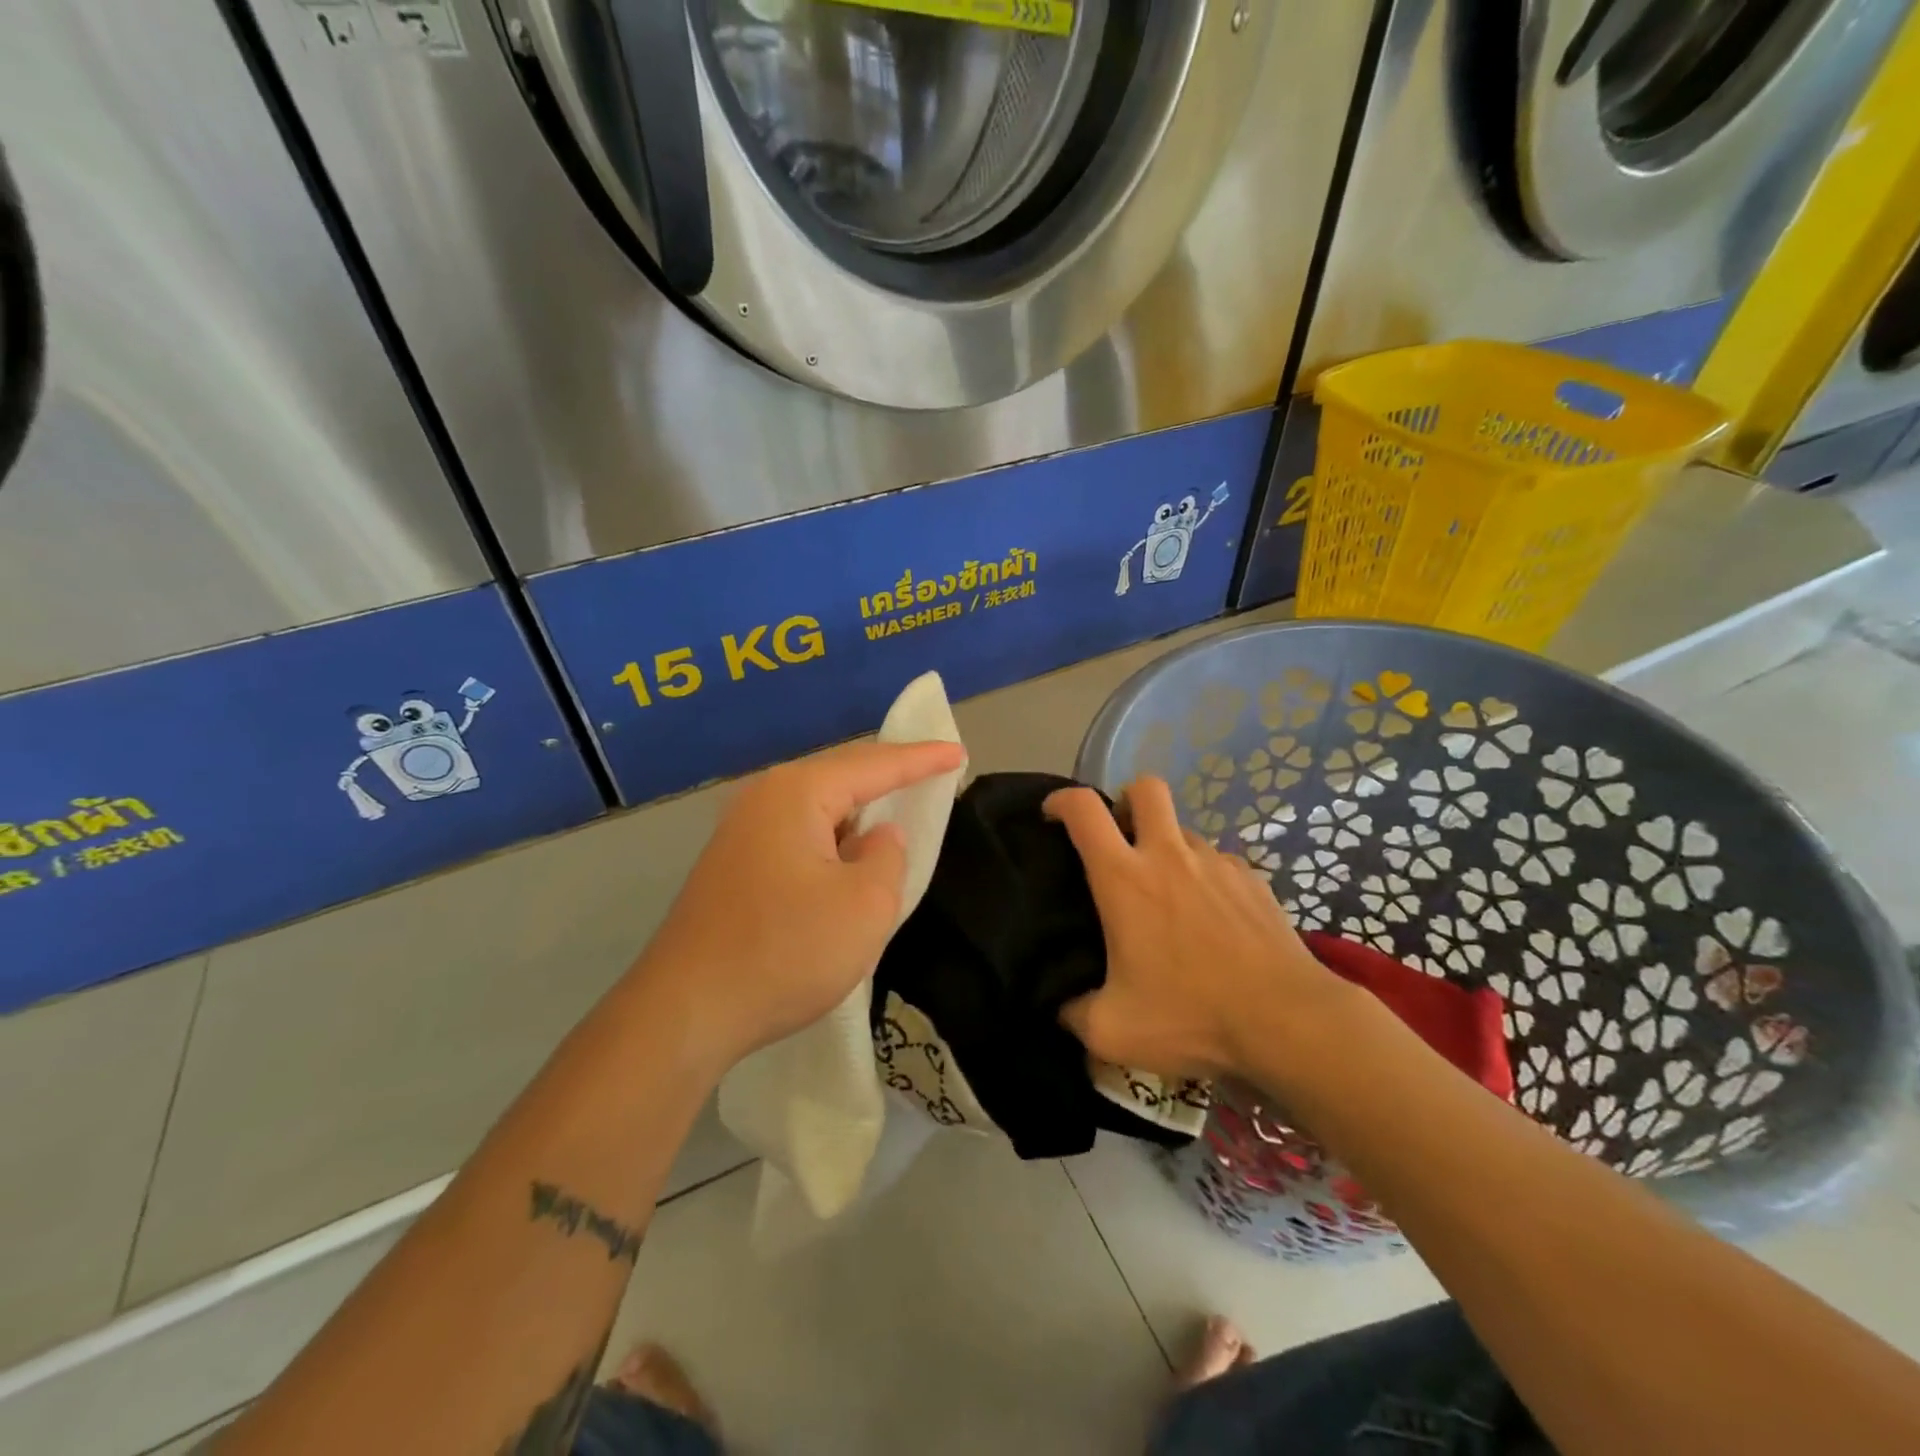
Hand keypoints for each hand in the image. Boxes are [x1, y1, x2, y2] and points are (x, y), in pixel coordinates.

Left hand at [636, 738, 966, 1075]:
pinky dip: (833, 837)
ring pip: (817, 807)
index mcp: (797, 793)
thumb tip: (877, 837)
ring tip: (896, 809)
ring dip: (858, 810)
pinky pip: (798, 833)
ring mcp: (741, 832)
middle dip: (888, 775)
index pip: (874, 764)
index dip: (920, 759)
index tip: (957, 753)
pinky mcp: (733, 865)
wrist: (685, 1012)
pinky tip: (846, 855)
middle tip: (932, 772)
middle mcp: (764, 798)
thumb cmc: (786, 952)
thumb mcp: (865, 906)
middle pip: (841, 775)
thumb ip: (888, 856)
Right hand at [1046, 777, 1354, 1080]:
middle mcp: (1169, 856)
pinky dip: (1205, 878)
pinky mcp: (1254, 879)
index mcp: (1125, 879)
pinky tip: (1212, 920)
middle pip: (1145, 788)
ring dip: (1167, 848)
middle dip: (1126, 800)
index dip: (1061, 801)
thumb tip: (1062, 1009)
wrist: (1288, 1022)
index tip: (1052, 816)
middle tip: (1121, 839)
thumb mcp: (1113, 1031)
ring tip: (1169, 896)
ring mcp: (1217, 863)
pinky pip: (1218, 863)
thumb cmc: (1191, 1016)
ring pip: (1184, 830)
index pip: (1083, 810)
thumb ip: (1074, 1014)